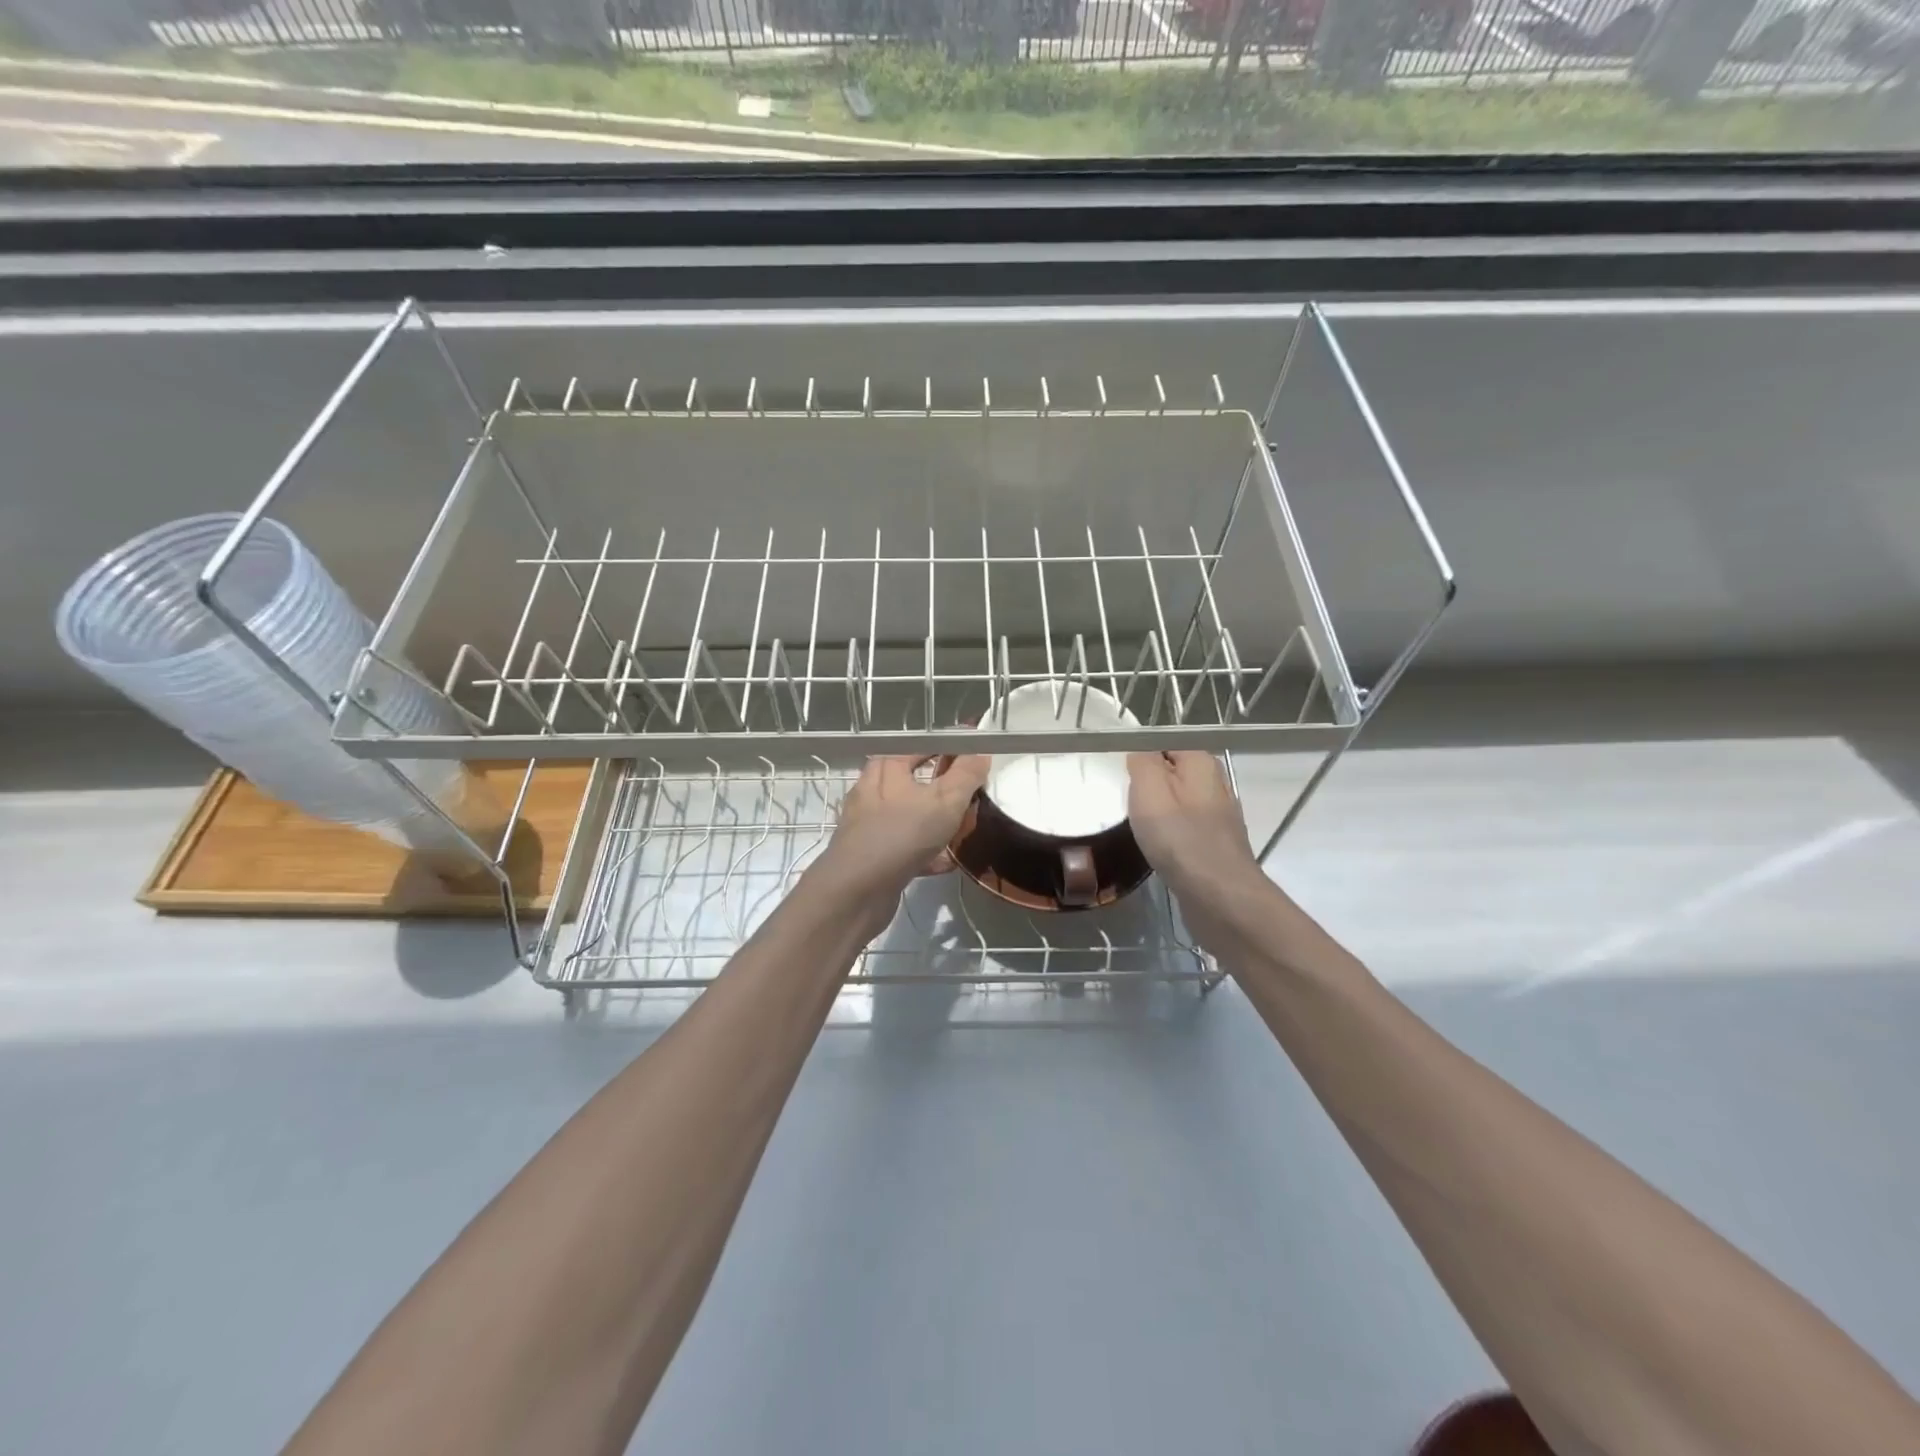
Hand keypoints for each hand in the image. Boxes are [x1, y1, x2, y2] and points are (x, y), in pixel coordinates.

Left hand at [817, 755, 990, 902]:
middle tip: (972, 793)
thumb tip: (981, 750)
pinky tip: (946, 863)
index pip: (923, 745)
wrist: (856, 891)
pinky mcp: (871, 853)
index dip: (951, 748)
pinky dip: (926, 851)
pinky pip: (905, 845)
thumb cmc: (902, 834)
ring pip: (910, 814)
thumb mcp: (945, 800)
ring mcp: (869, 823)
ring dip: (936, 820)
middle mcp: (873, 790)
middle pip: (915, 780)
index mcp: (887, 766)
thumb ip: (966, 774)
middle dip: (944, 786)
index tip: (978, 758)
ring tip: (964, 828)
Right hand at [1126, 751, 1262, 904]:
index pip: (1164, 743)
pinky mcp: (1215, 843)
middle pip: (1172, 773)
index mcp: (1201, 763)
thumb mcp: (1149, 790)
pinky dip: (1168, 833)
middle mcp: (1215, 783)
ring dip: (1157, 811)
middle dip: (1147, 785)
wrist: (1219, 896)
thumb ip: (1142, 761)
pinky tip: (1156, 847)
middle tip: (1124, 801)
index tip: (1120, 775)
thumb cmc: (1179, 839)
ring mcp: (1218, 816)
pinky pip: (1184, 827)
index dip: (1140, 756)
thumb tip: (1140, 750)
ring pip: (1178, 801)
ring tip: (1136, 825)